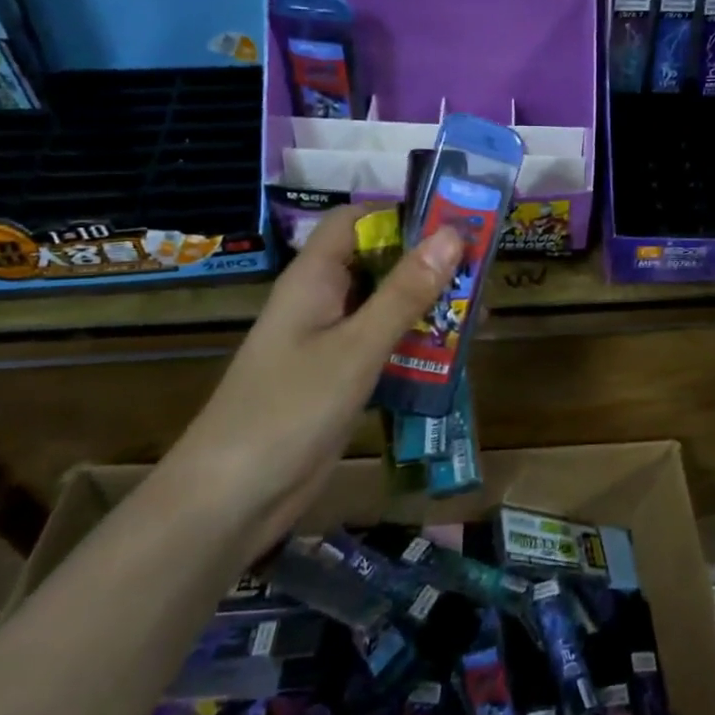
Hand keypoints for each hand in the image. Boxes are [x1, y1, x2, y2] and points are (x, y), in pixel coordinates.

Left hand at [167, 207, 463, 553]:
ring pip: (385, 307)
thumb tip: (452, 235)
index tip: (452, 223)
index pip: (354, 220)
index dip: (399, 213)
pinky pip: (384, 347)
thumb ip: (405, 293)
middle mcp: (322, 301)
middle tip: (482, 270)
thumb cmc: (289, 410)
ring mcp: (329, 343)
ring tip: (478, 312)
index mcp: (314, 278)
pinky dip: (415, 346)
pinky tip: (452, 357)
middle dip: (427, 263)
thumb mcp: (356, 348)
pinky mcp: (339, 379)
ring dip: (427, 307)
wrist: (232, 500)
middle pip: (377, 262)